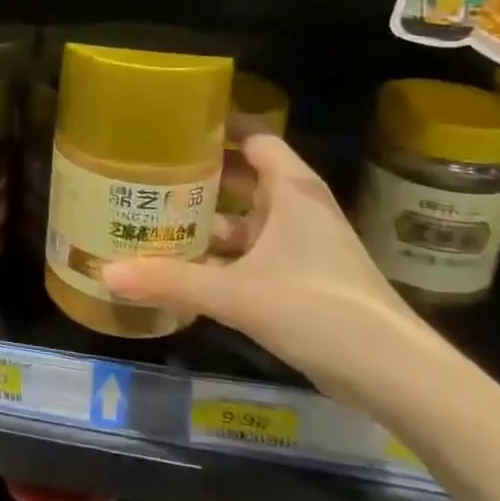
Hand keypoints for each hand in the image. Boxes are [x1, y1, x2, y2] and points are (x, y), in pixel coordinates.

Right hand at [102, 135, 443, 408]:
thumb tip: (105, 273)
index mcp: (291, 191)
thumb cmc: (318, 308)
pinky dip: (223, 255)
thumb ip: (170, 281)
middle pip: (244, 177)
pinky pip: (253, 253)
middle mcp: (298, 208)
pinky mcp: (303, 278)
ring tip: (157, 219)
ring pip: (247, 219)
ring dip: (209, 220)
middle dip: (201, 177)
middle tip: (150, 174)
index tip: (175, 126)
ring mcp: (303, 245)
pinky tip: (186, 267)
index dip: (218, 127)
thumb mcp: (236, 293)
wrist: (394, 374)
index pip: (254, 137)